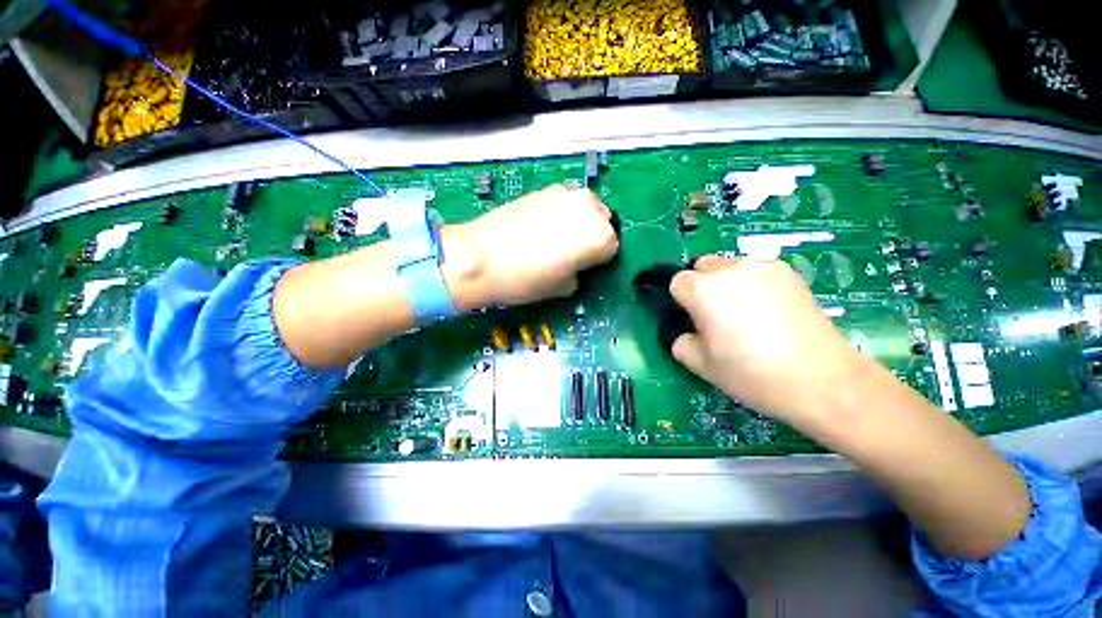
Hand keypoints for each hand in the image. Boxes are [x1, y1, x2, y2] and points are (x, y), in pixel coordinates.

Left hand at [446, 184, 618, 307]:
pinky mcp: (544, 188)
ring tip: (556, 239)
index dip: (598, 260)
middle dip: (592, 236)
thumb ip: (580, 273)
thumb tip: (578, 266)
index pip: (613, 248)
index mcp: (599, 236)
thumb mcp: (563, 287)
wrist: (482, 256)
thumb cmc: (526, 279)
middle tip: (572, 253)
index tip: (584, 268)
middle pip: (602, 222)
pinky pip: (564, 202)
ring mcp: (565, 193)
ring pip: (585, 208)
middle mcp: (588, 208)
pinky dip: (561, 213)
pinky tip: (541, 227)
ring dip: (579, 222)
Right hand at [669, 256, 864, 429]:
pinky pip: (758, 270)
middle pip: (703, 266)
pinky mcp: (790, 273)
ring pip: (731, 265)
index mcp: (704, 290)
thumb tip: (688, 334)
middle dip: (702, 285)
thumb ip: (681, 343)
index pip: (678, 281)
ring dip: (727, 281)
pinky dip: (755, 283)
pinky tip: (770, 310)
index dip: (682, 301)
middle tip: (716, 315)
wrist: (821, 379)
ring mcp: (764, 267)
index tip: (693, 320)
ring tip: (746, 312)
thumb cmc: (751, 373)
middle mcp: (731, 269)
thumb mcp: (701, 365)